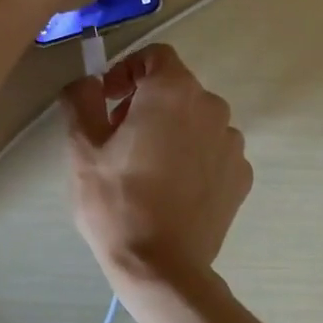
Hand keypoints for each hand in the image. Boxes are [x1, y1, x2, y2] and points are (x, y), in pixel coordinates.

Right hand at [62, 44, 251, 287]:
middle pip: (177, 89)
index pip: (155, 56)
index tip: (108, 100)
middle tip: (118, 138)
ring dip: (172, 130)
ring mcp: (232, 143)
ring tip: (146, 168)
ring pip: (196, 121)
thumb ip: (81, 99)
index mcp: (173, 92)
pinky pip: (213, 152)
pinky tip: (172, 189)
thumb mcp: (83, 148)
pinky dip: (194, 157)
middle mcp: (212, 107)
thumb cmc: (117, 201)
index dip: (127, 71)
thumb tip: (86, 82)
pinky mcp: (241, 176)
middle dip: (146, 103)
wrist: (162, 266)